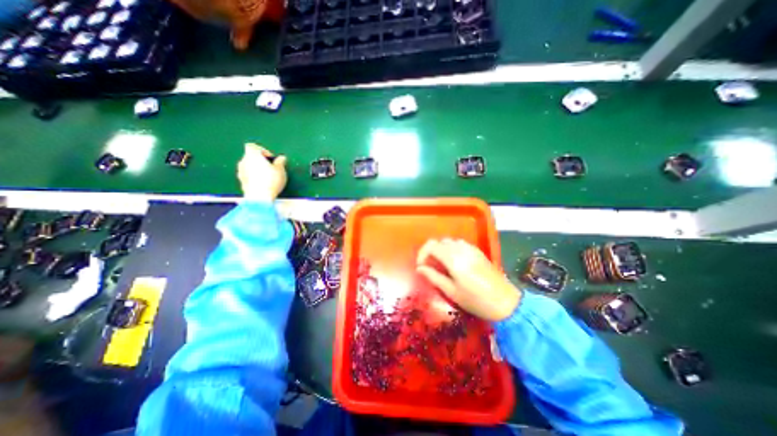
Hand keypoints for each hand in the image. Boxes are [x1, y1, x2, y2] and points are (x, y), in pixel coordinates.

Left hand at [237, 143, 287, 200]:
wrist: (260, 197)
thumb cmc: (270, 180)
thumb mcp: (280, 170)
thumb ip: (280, 162)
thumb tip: (282, 158)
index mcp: (252, 155)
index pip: (253, 146)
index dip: (263, 150)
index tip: (271, 159)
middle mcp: (243, 161)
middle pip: (250, 157)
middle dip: (260, 161)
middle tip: (272, 169)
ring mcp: (240, 172)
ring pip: (249, 167)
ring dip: (257, 170)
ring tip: (268, 178)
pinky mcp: (241, 182)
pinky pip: (248, 177)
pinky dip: (254, 178)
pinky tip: (264, 185)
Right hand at [416, 240, 516, 320]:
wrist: (505, 302)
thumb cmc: (476, 300)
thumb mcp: (451, 292)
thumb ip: (434, 277)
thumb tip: (420, 269)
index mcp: (453, 259)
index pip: (431, 246)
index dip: (422, 254)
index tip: (421, 266)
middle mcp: (461, 249)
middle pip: (439, 241)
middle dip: (430, 251)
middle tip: (428, 266)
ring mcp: (471, 249)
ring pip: (449, 241)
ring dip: (441, 249)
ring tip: (440, 264)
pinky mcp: (477, 251)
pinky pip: (460, 244)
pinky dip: (451, 249)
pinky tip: (454, 261)